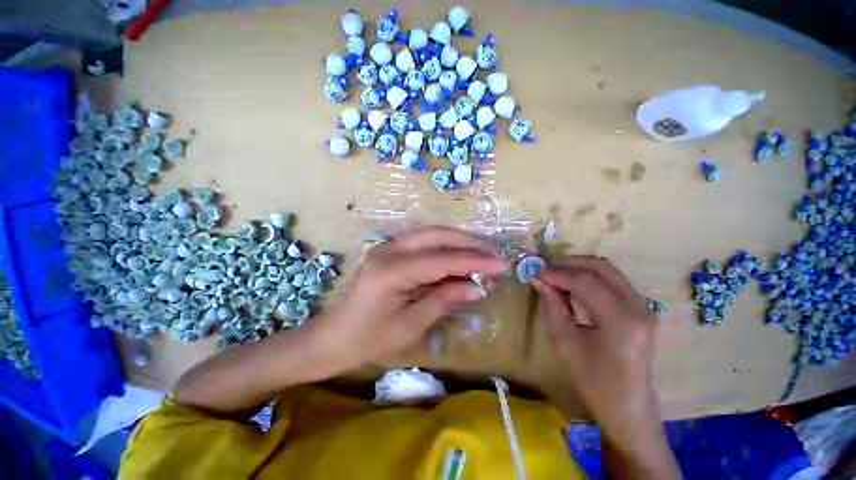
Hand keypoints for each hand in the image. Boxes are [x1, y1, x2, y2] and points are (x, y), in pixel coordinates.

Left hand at [311, 226, 508, 367]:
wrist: (336, 336)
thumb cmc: (371, 339)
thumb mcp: (412, 325)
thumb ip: (445, 299)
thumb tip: (478, 286)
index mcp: (391, 271)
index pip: (441, 260)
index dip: (474, 261)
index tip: (501, 264)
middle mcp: (388, 250)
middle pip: (436, 236)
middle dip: (469, 243)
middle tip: (495, 253)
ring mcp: (387, 246)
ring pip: (431, 234)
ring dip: (459, 241)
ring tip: (483, 253)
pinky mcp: (390, 250)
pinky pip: (423, 242)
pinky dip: (445, 247)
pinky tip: (460, 255)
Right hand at [534, 257, 679, 478]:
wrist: (628, 406)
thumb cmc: (594, 380)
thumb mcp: (565, 343)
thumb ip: (553, 306)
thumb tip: (541, 281)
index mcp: (620, 321)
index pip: (585, 282)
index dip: (558, 273)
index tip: (536, 272)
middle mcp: (638, 307)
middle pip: (602, 267)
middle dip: (570, 263)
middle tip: (547, 270)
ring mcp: (644, 306)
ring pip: (608, 270)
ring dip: (579, 268)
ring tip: (556, 275)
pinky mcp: (641, 308)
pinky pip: (613, 281)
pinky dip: (590, 277)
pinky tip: (573, 285)